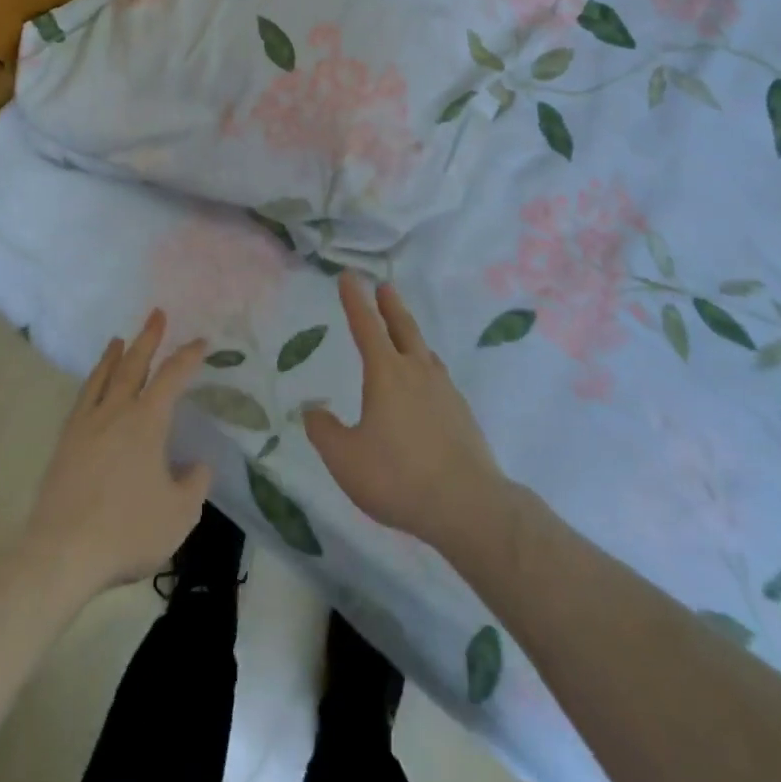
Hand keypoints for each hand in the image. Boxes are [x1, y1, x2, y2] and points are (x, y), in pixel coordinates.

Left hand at [23, 309, 212, 597]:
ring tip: (119, 340)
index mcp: (147, 422)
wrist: (62, 553)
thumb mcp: (180, 514)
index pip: (172, 377)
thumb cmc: (127, 530)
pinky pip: (82, 399)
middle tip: (156, 314)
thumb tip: (197, 465)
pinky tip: (93, 386)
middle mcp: (116, 412)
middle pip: (133, 365)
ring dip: (114, 355)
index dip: (188, 356)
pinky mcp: (65, 443)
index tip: (201, 342)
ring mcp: (86, 425)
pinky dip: (92, 382)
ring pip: (103, 378)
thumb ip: (194, 484)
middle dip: (148, 338)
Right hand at [305, 274, 507, 555]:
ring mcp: (445, 392)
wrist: (467, 505)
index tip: (349, 276)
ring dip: (412, 336)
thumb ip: (324, 431)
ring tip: (406, 335)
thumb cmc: (398, 477)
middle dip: (391, 306)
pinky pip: (439, 379)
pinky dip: (427, 370)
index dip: (355, 300)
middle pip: (403, 329)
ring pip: (425, 353)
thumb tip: (313, 410)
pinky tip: (427, 387)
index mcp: (386, 374)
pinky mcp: (462, 414)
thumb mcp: (346, 459)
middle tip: (385, 287)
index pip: (366, 326)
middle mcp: (417, 372)